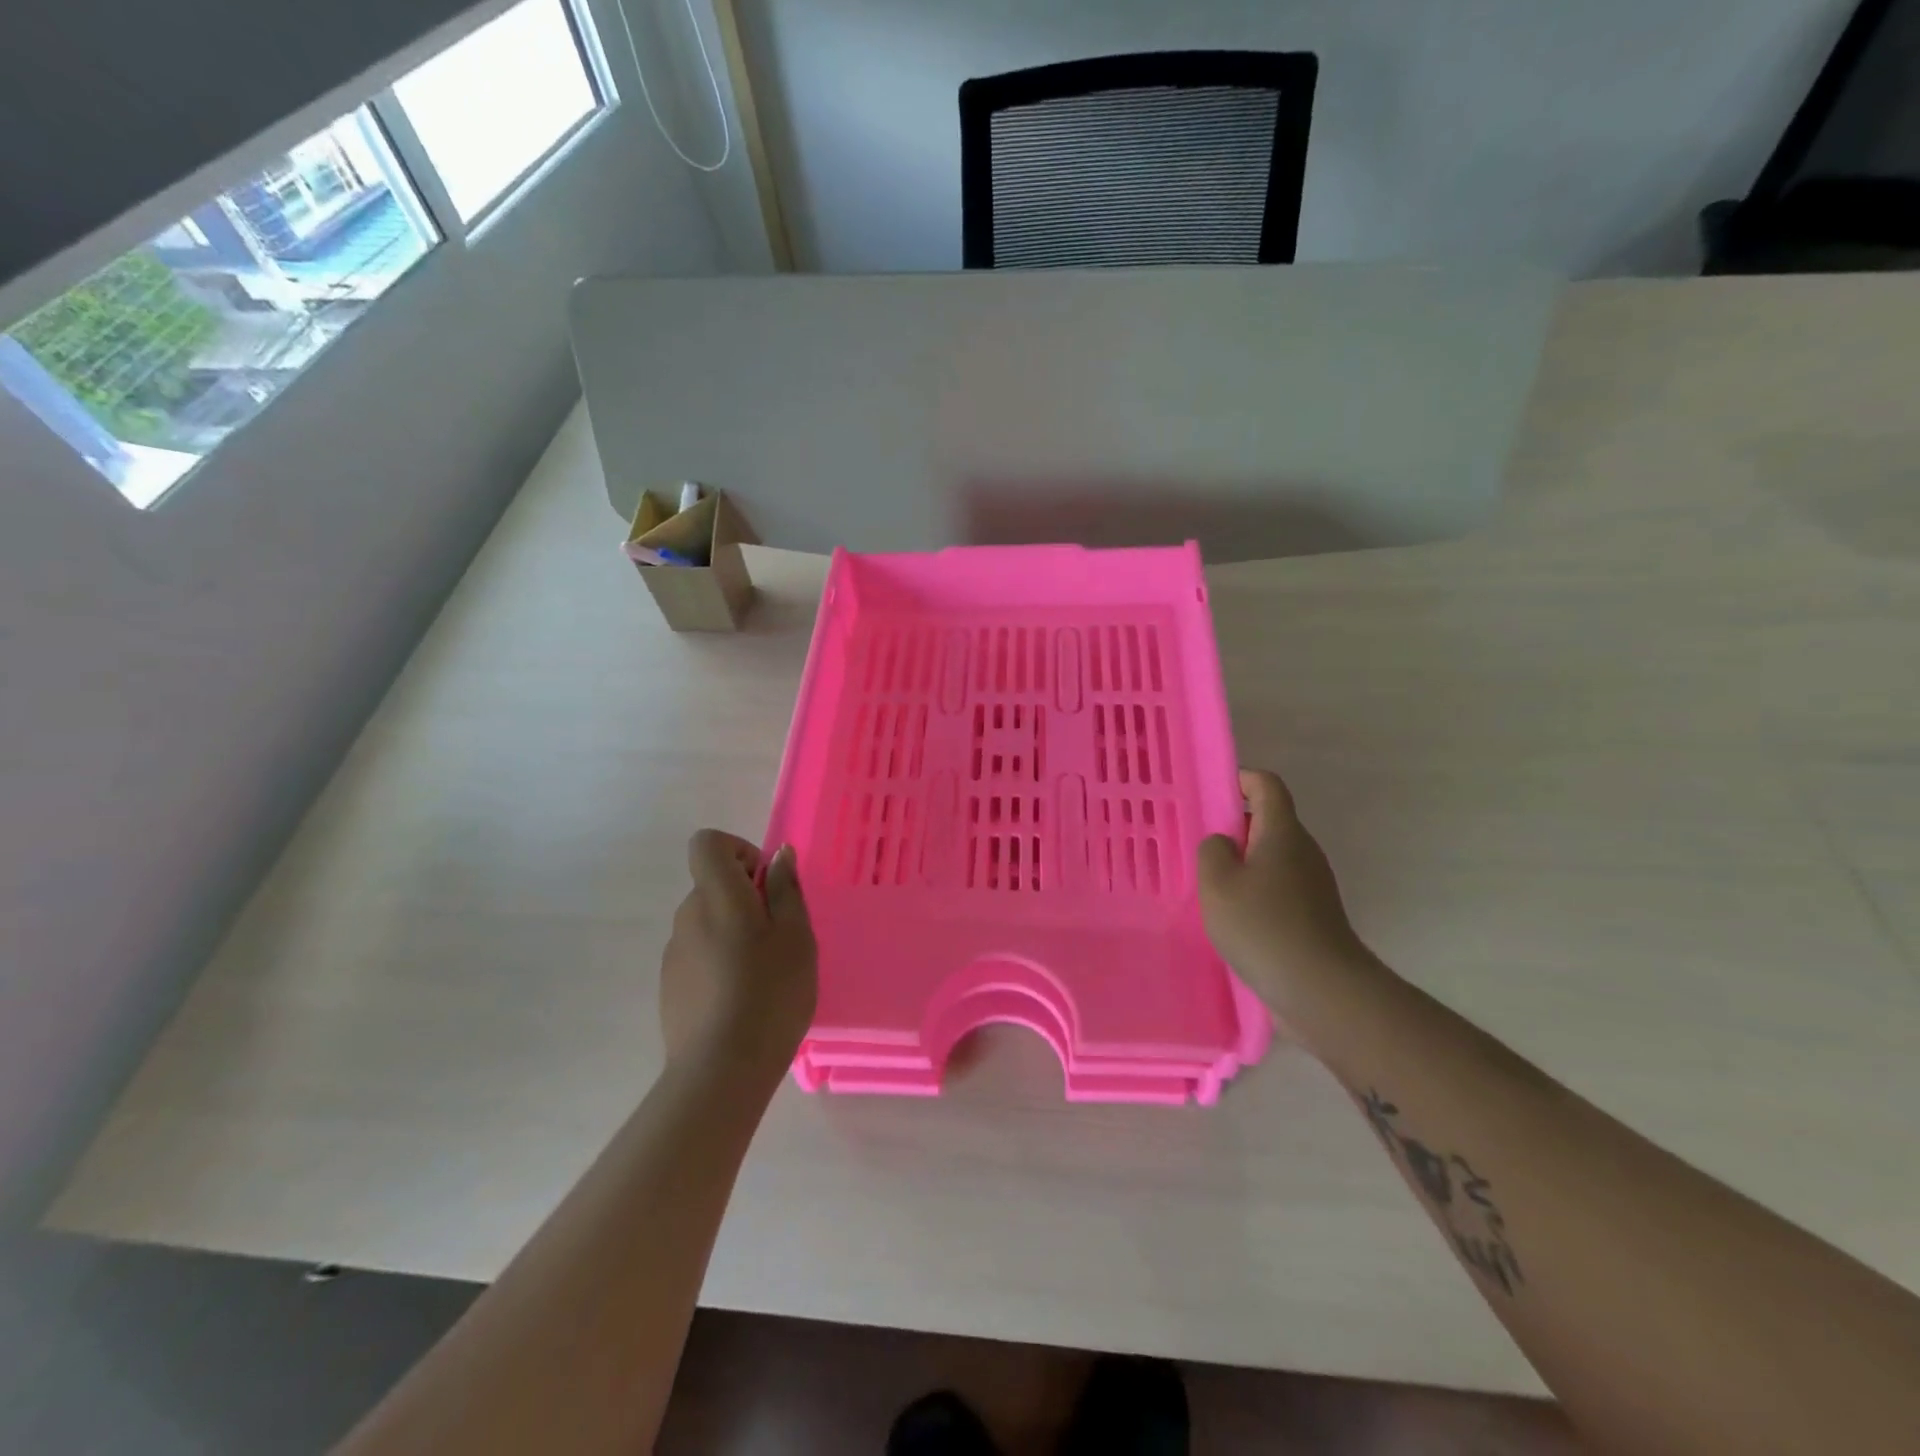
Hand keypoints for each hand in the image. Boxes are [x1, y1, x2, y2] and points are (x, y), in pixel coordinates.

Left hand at [660, 830, 817, 1074]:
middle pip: (712, 885)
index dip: (738, 851)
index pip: (707, 844)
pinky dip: (720, 962)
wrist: (721, 1070)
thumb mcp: (796, 936)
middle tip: (780, 936)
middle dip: (746, 898)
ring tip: (764, 974)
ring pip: (707, 922)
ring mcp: (674, 954)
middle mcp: (687, 916)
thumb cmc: (770, 993)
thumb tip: (778, 855)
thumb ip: (786, 889)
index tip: (766, 883)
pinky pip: (699, 955)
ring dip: (734, 932)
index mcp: (717, 896)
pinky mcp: (670, 987)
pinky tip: (742, 1000)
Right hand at [1197, 769, 1368, 1014]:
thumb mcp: (1217, 882)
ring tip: (1208, 884)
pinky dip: (1254, 891)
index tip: (1210, 795)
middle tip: (1197, 845)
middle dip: (1233, 827)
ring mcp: (1312, 885)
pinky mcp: (1313, 915)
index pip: (1266, 785)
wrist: (1321, 990)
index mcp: (1282, 832)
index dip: (1240, 780)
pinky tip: (1231, 917)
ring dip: (1241, 863)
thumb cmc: (1263, 926)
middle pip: (1268, 821)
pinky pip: (1278, 888)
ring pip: (1271, 858)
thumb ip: (1212, 850)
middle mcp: (1303, 851)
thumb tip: (1223, 844)